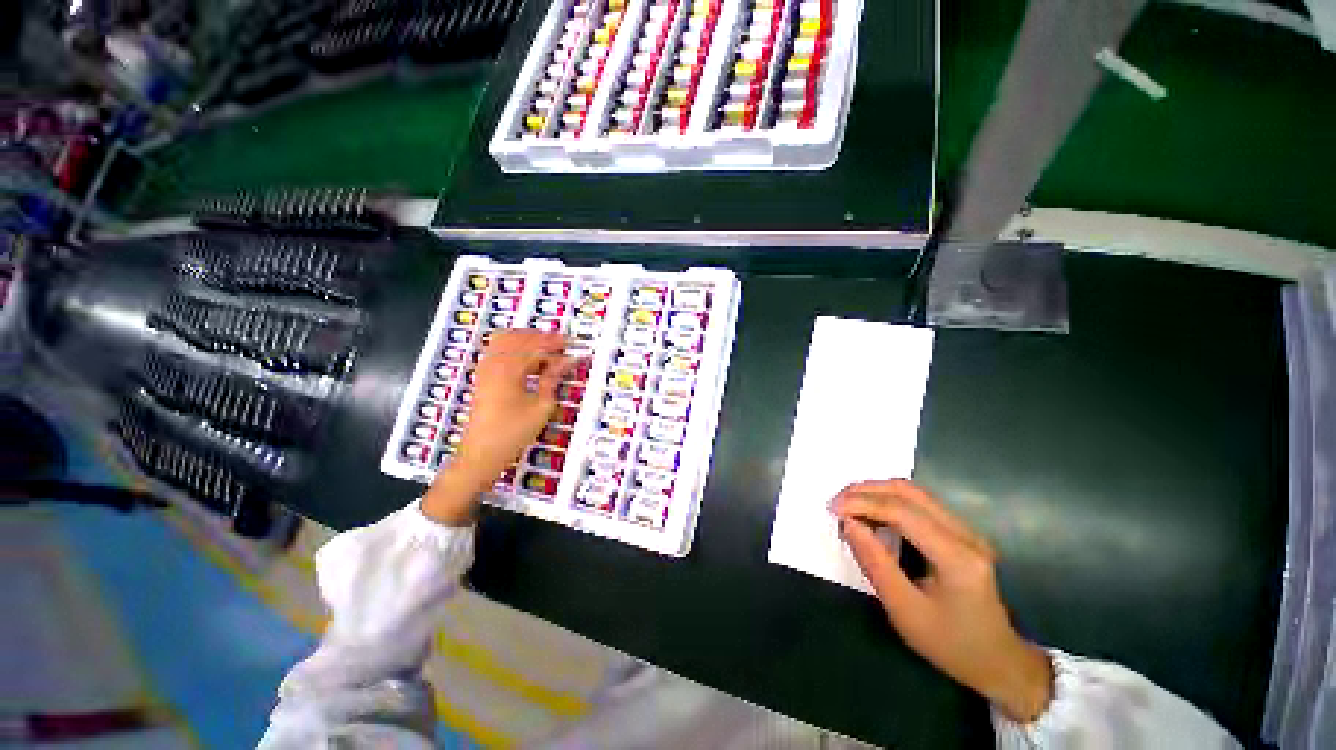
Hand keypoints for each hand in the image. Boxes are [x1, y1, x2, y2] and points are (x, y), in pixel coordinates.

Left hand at [421, 330, 576, 525]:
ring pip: (507, 338)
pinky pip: (499, 348)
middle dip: (544, 338)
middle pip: (521, 337)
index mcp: (509, 370)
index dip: (558, 343)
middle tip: (565, 346)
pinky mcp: (483, 374)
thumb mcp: (541, 406)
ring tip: (549, 350)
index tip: (576, 345)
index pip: (537, 346)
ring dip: (529, 339)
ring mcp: (485, 367)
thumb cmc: (514, 433)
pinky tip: (530, 358)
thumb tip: (567, 361)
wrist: (481, 453)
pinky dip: (516, 347)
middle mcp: (494, 362)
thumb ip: (553, 378)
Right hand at [831, 480, 1052, 722]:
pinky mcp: (961, 532)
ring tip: (849, 506)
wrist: (996, 660)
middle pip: (909, 493)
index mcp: (957, 557)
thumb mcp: (904, 610)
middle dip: (866, 491)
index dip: (863, 503)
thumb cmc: (949, 643)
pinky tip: (872, 514)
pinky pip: (919, 504)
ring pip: (914, 493)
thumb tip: (848, 523)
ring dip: (876, 493)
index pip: (903, 512)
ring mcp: (967, 530)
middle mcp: (966, 534)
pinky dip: (889, 502)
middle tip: (836, 503)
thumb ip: (874, 562)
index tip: (832, 508)